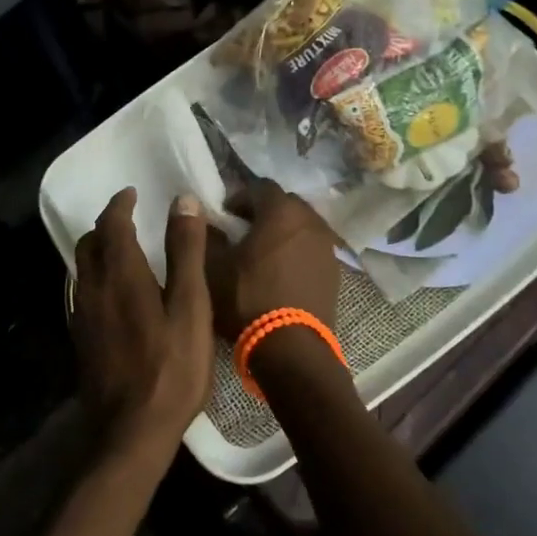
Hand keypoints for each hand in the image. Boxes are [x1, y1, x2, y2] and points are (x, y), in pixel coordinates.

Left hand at [70, 188, 215, 473]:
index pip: (112, 224)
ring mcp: (82, 316)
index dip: (121, 204)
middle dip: (106, 226)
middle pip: (89, 243)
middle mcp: (93, 288)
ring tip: (124, 253)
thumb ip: (185, 251)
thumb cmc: (171, 368)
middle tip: (129, 220)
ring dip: (99, 251)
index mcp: (120, 273)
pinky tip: (115, 295)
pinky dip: (96, 278)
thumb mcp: (190, 306)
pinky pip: (83, 293)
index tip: (132, 193)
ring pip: (82, 269)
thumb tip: (182, 200)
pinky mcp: (81, 340)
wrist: (131, 433)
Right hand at [205, 179, 340, 339]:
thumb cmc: (247, 299)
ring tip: (262, 254)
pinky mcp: (335, 273)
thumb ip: (205, 235)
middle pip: (285, 204)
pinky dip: (297, 253)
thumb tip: (202, 216)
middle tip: (242, 231)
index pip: (260, 186)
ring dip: (282, 233)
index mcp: (281, 211)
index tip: (224, 214)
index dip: (240, 196)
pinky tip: (281, 274)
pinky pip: (312, 250)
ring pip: (301, 227)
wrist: (291, 349)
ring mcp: (327, 247)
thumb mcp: (213, 267)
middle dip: (263, 212)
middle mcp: (310, 221)